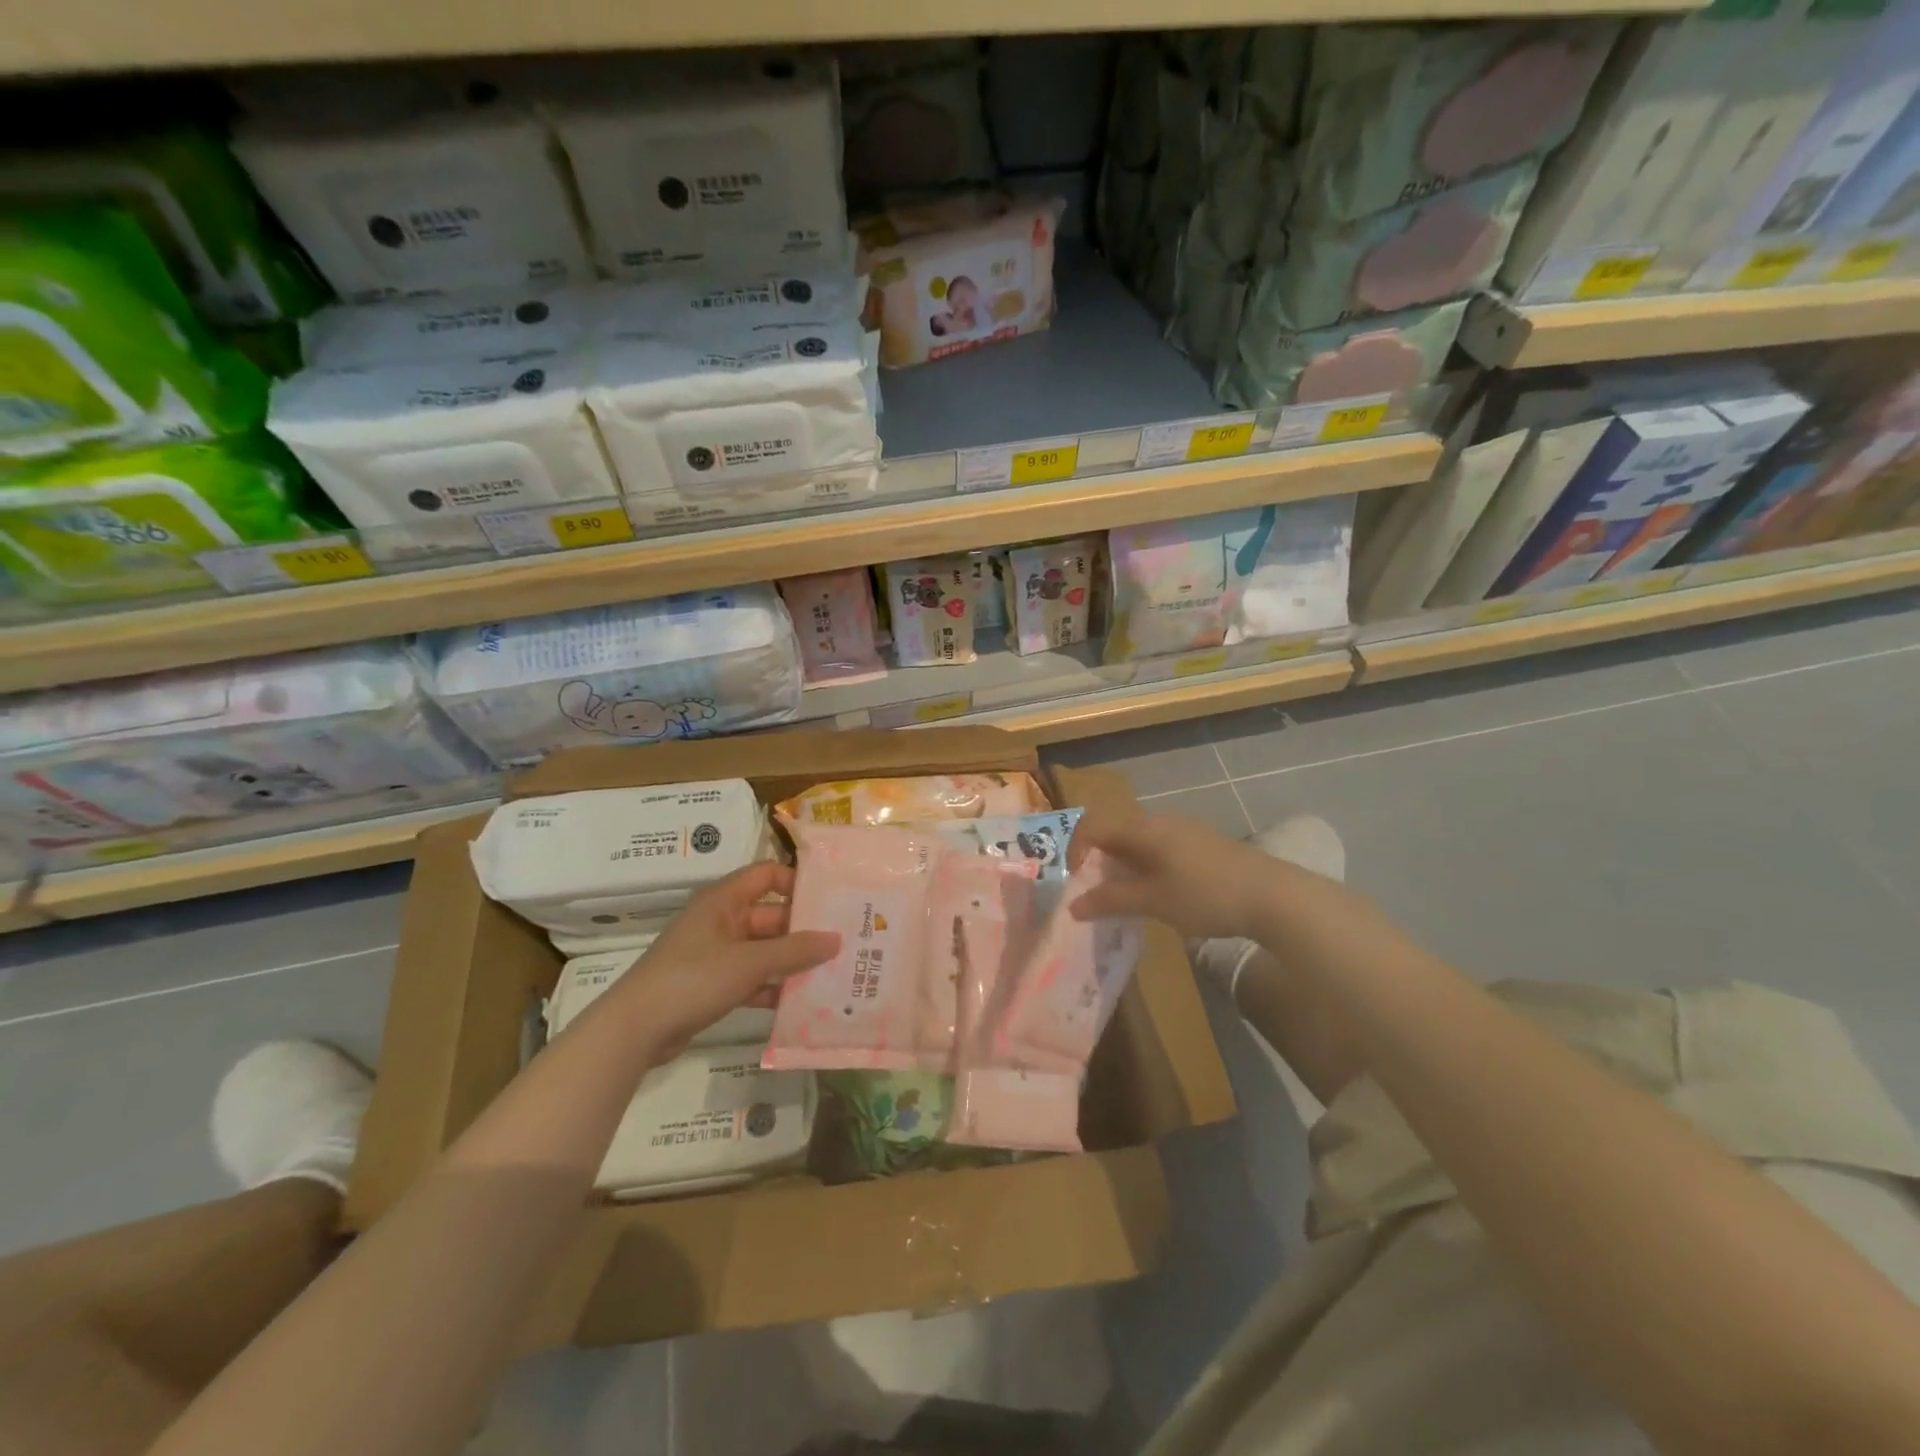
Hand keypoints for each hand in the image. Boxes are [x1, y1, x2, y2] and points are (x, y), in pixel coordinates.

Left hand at [605, 862, 838, 1059]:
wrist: (635, 1030)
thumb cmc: (693, 979)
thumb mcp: (749, 962)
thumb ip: (794, 951)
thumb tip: (836, 939)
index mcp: (724, 901)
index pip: (766, 874)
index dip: (797, 881)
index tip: (830, 898)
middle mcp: (721, 921)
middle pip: (770, 915)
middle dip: (803, 929)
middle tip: (843, 942)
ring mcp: (716, 954)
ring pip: (763, 949)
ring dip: (791, 961)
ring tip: (831, 971)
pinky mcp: (712, 985)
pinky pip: (752, 977)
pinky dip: (772, 986)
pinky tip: (800, 1001)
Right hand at [1067, 810, 1285, 941]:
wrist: (1274, 896)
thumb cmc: (1206, 895)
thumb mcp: (1153, 901)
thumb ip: (1110, 900)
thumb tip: (1073, 905)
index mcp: (1143, 828)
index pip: (1092, 825)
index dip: (1075, 851)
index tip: (1076, 884)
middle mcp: (1159, 820)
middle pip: (1114, 830)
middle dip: (1098, 860)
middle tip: (1098, 894)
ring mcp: (1183, 829)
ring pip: (1137, 840)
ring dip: (1122, 865)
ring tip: (1126, 898)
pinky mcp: (1201, 843)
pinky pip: (1158, 847)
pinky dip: (1145, 866)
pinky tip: (1159, 893)